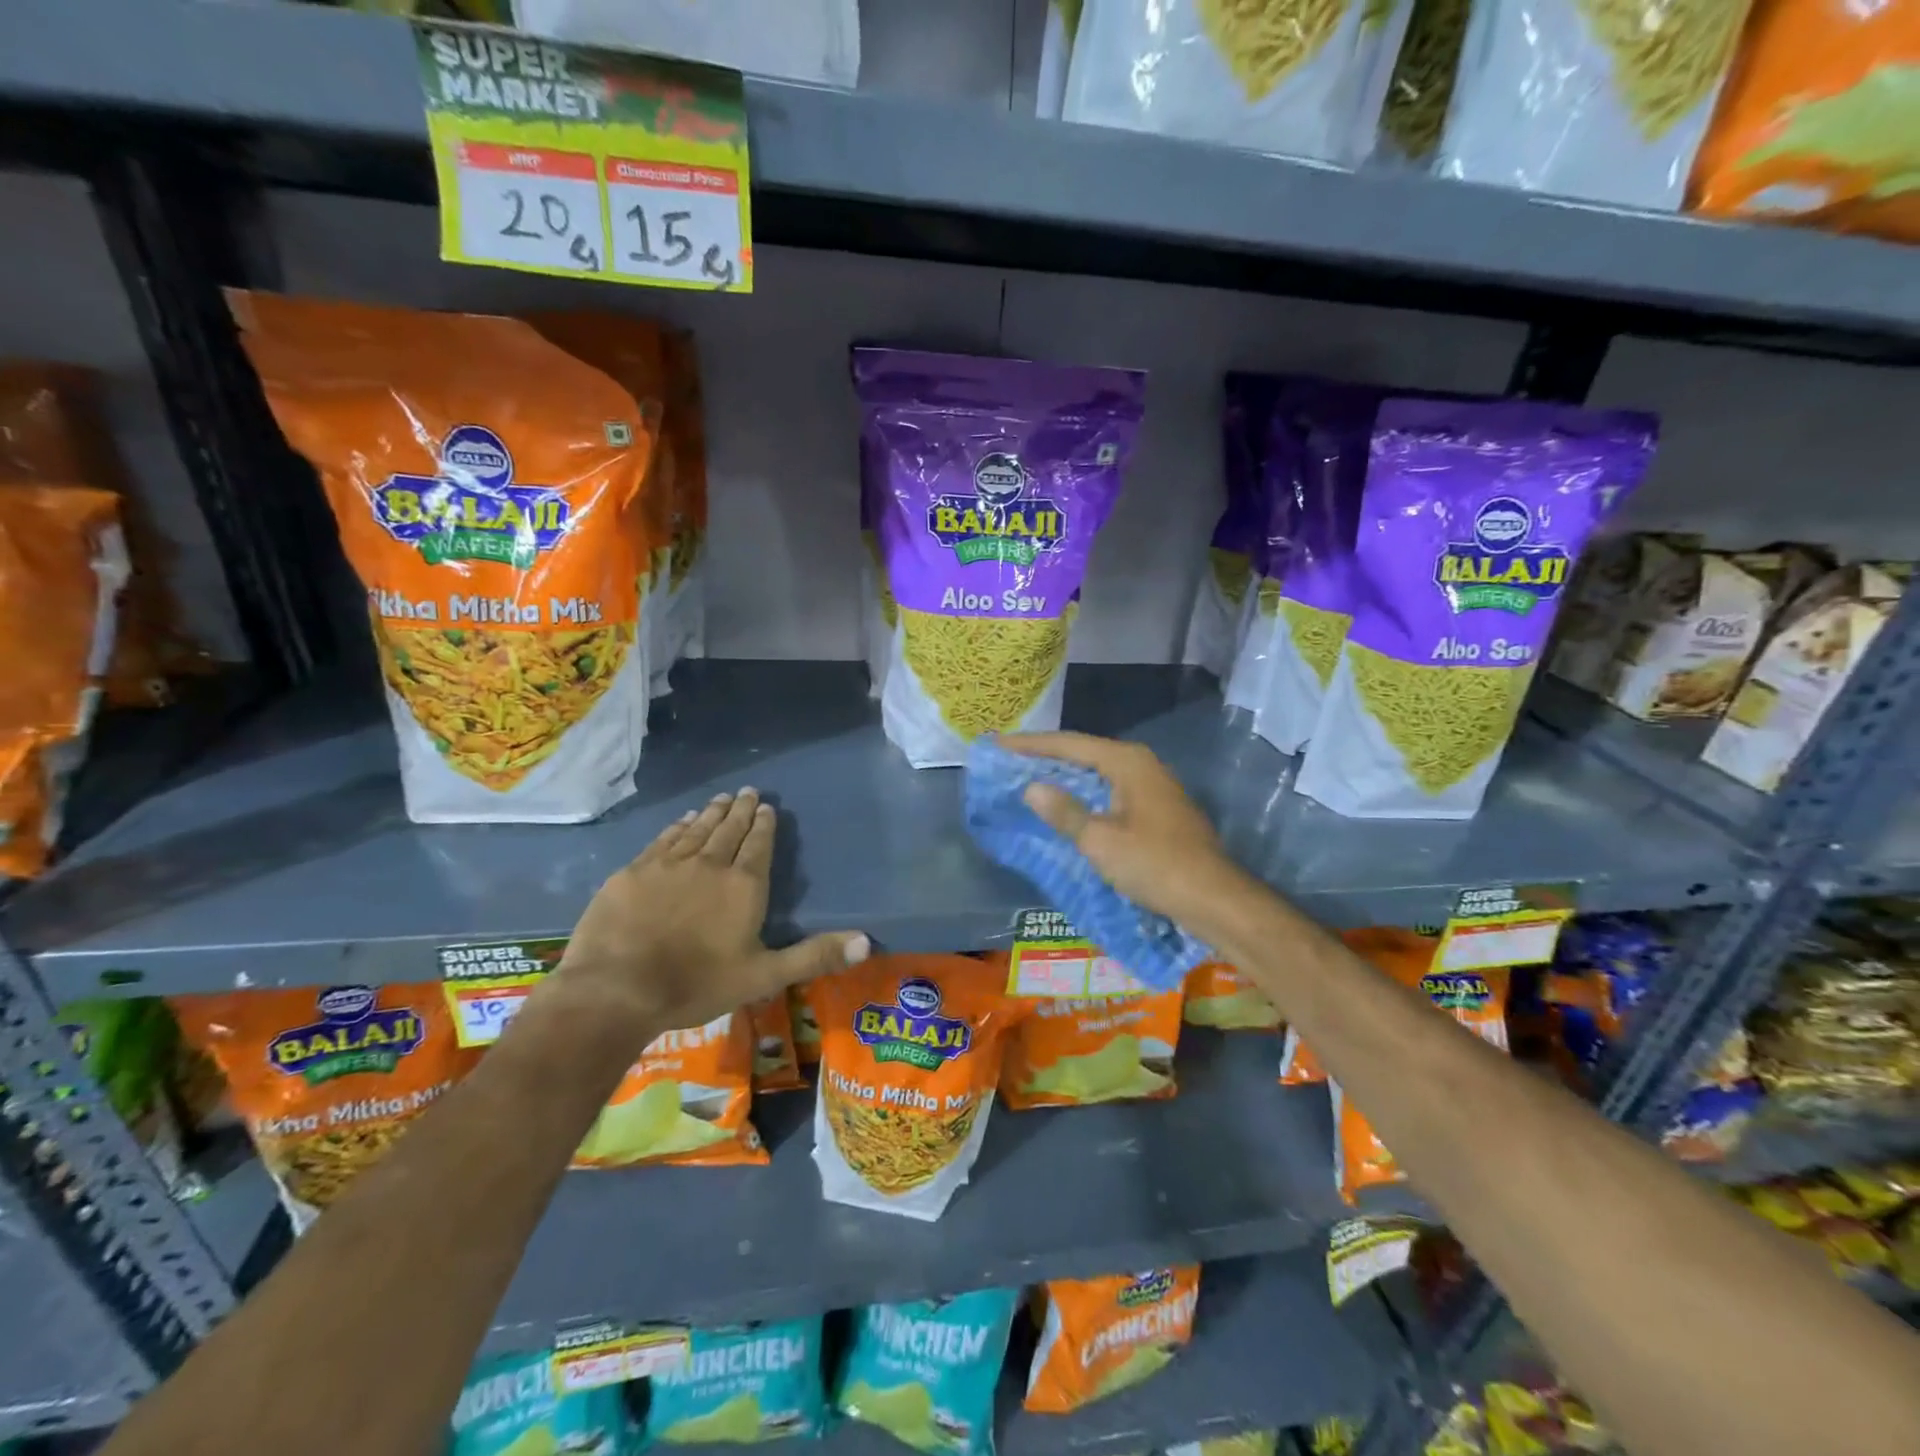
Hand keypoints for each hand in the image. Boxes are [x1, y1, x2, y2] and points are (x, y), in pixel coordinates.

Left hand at [544, 788, 868, 1040]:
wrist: (616, 990)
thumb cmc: (696, 985)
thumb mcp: (764, 976)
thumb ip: (814, 955)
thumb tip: (868, 942)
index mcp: (744, 885)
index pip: (759, 844)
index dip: (764, 824)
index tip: (767, 806)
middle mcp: (710, 864)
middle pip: (729, 829)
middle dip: (741, 809)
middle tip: (747, 791)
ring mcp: (668, 864)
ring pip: (696, 829)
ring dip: (711, 812)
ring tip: (720, 798)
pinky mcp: (633, 872)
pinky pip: (663, 840)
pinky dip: (677, 827)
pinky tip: (681, 821)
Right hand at [1002, 732, 1258, 934]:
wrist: (1214, 898)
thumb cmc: (1155, 865)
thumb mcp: (1100, 840)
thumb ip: (1064, 811)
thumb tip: (1032, 788)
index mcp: (1127, 762)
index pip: (1069, 744)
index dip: (1031, 745)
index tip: (998, 745)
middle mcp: (1141, 764)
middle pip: (1084, 753)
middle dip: (1046, 757)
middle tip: (1008, 760)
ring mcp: (1152, 786)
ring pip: (1097, 773)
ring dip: (1064, 776)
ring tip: (1028, 778)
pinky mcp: (1156, 808)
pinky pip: (1109, 790)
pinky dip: (1083, 794)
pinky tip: (1066, 805)